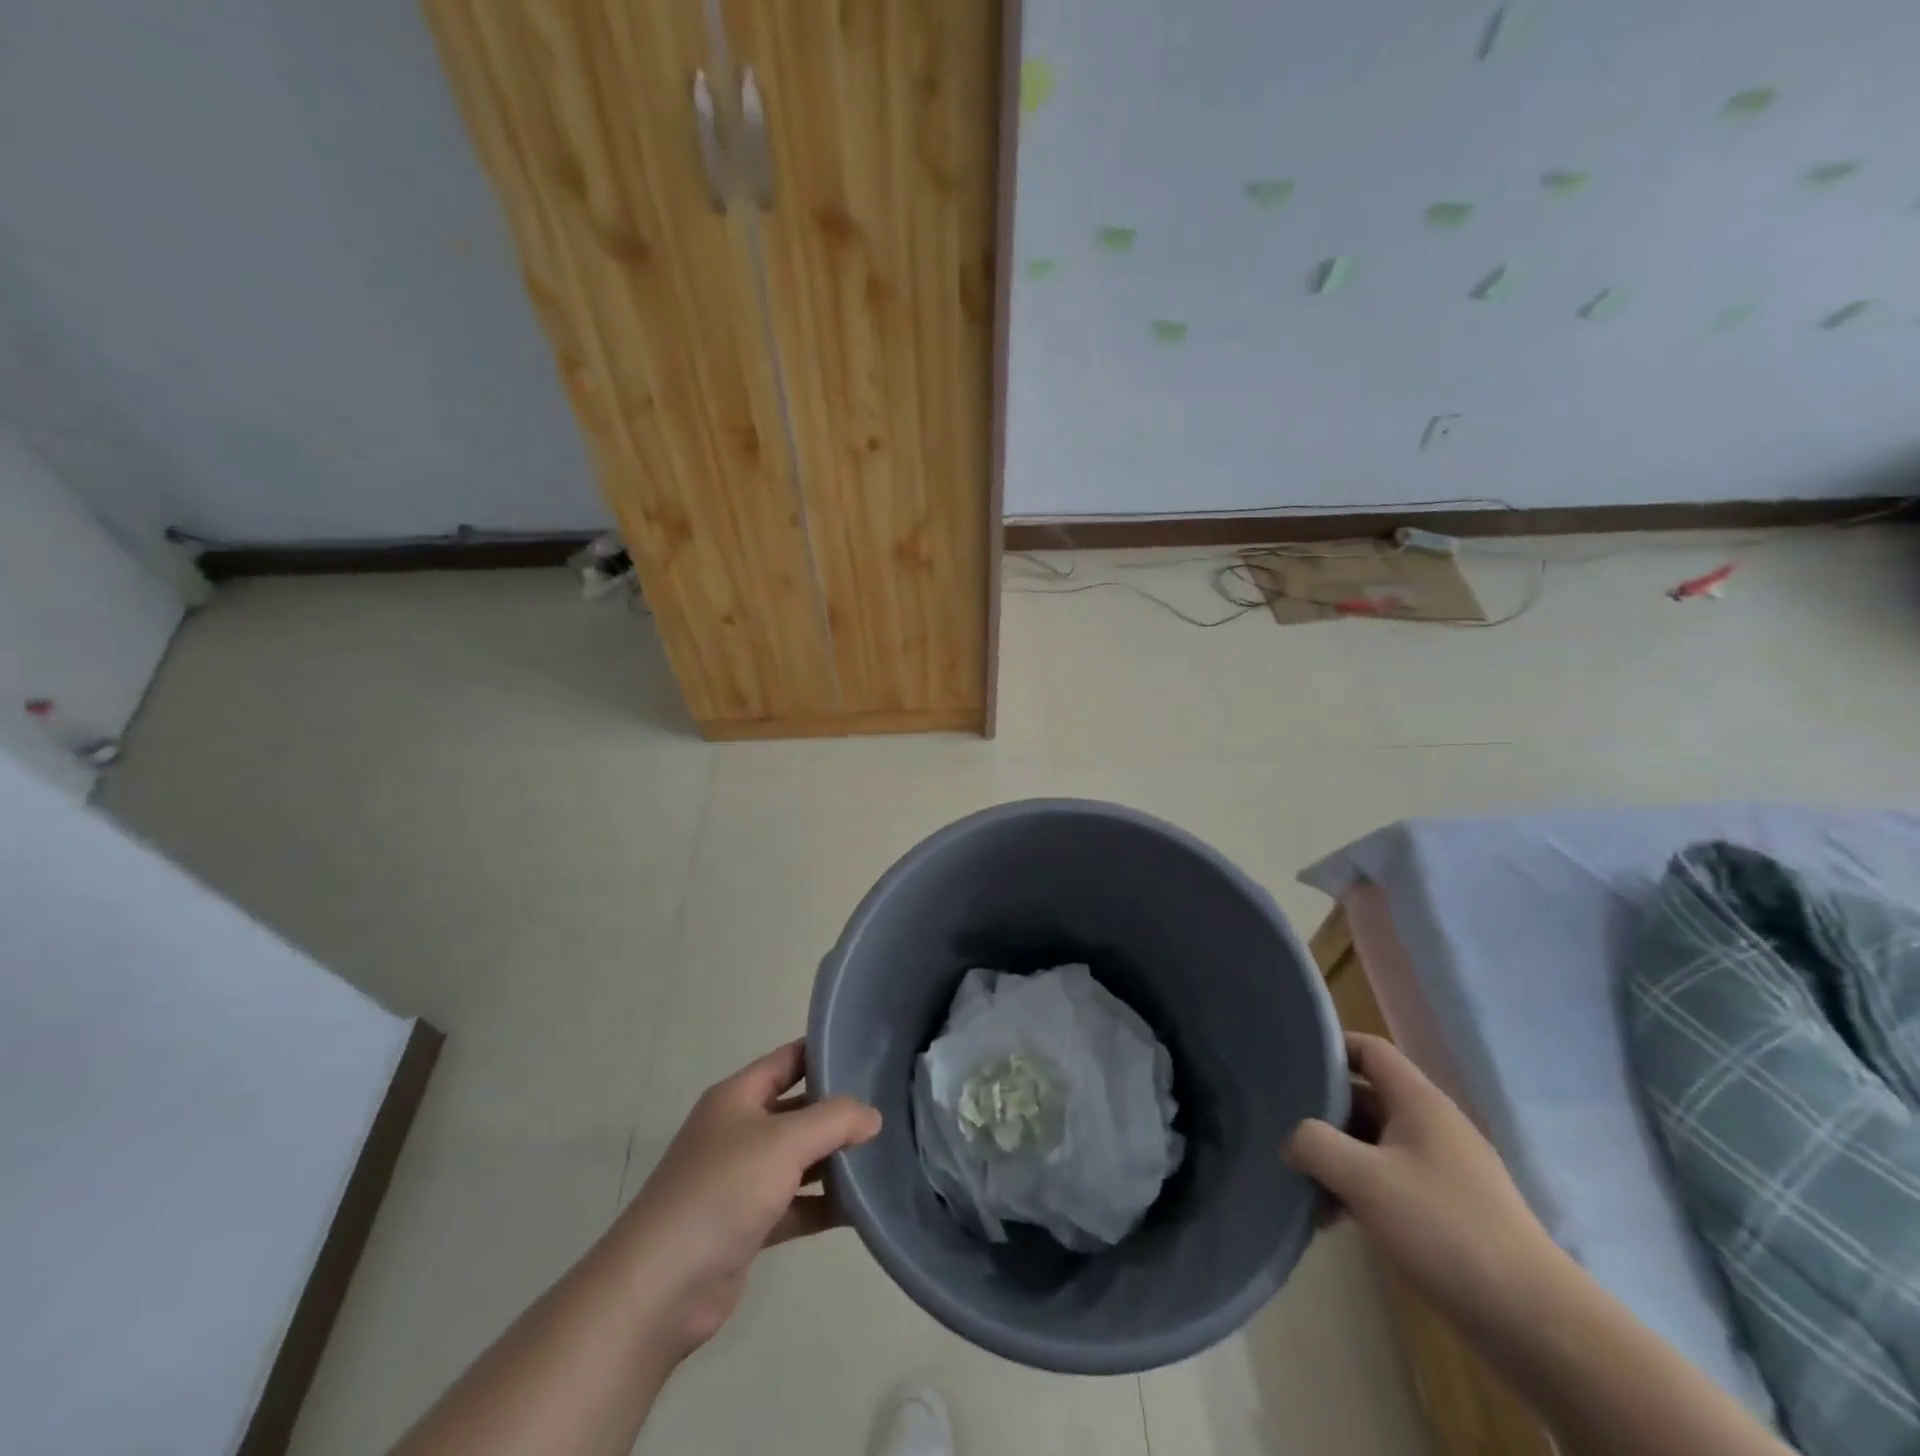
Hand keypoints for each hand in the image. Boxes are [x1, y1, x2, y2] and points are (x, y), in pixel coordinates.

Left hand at [618, 1041, 880, 1357]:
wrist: (660, 1288)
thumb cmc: (721, 1191)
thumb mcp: (784, 1142)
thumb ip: (834, 1121)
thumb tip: (872, 1116)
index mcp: (737, 1097)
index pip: (789, 1059)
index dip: (825, 1053)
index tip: (870, 1054)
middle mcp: (738, 1131)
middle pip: (797, 1109)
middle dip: (837, 1110)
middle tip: (887, 1108)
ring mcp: (740, 1179)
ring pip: (798, 1159)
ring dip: (833, 1159)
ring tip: (883, 1154)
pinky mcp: (746, 1224)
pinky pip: (794, 1204)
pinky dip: (822, 1204)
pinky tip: (860, 1208)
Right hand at [1285, 1033, 1562, 1330]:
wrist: (1536, 1323)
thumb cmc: (1445, 1230)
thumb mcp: (1365, 1180)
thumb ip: (1315, 1144)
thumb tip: (1292, 1139)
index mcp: (1420, 1102)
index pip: (1369, 1049)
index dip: (1331, 1048)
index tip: (1290, 1063)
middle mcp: (1432, 1125)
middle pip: (1365, 1097)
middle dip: (1323, 1113)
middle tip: (1283, 1129)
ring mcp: (1443, 1170)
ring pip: (1374, 1144)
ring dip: (1337, 1159)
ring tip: (1303, 1185)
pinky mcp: (1448, 1210)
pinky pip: (1390, 1181)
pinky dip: (1359, 1191)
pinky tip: (1333, 1220)